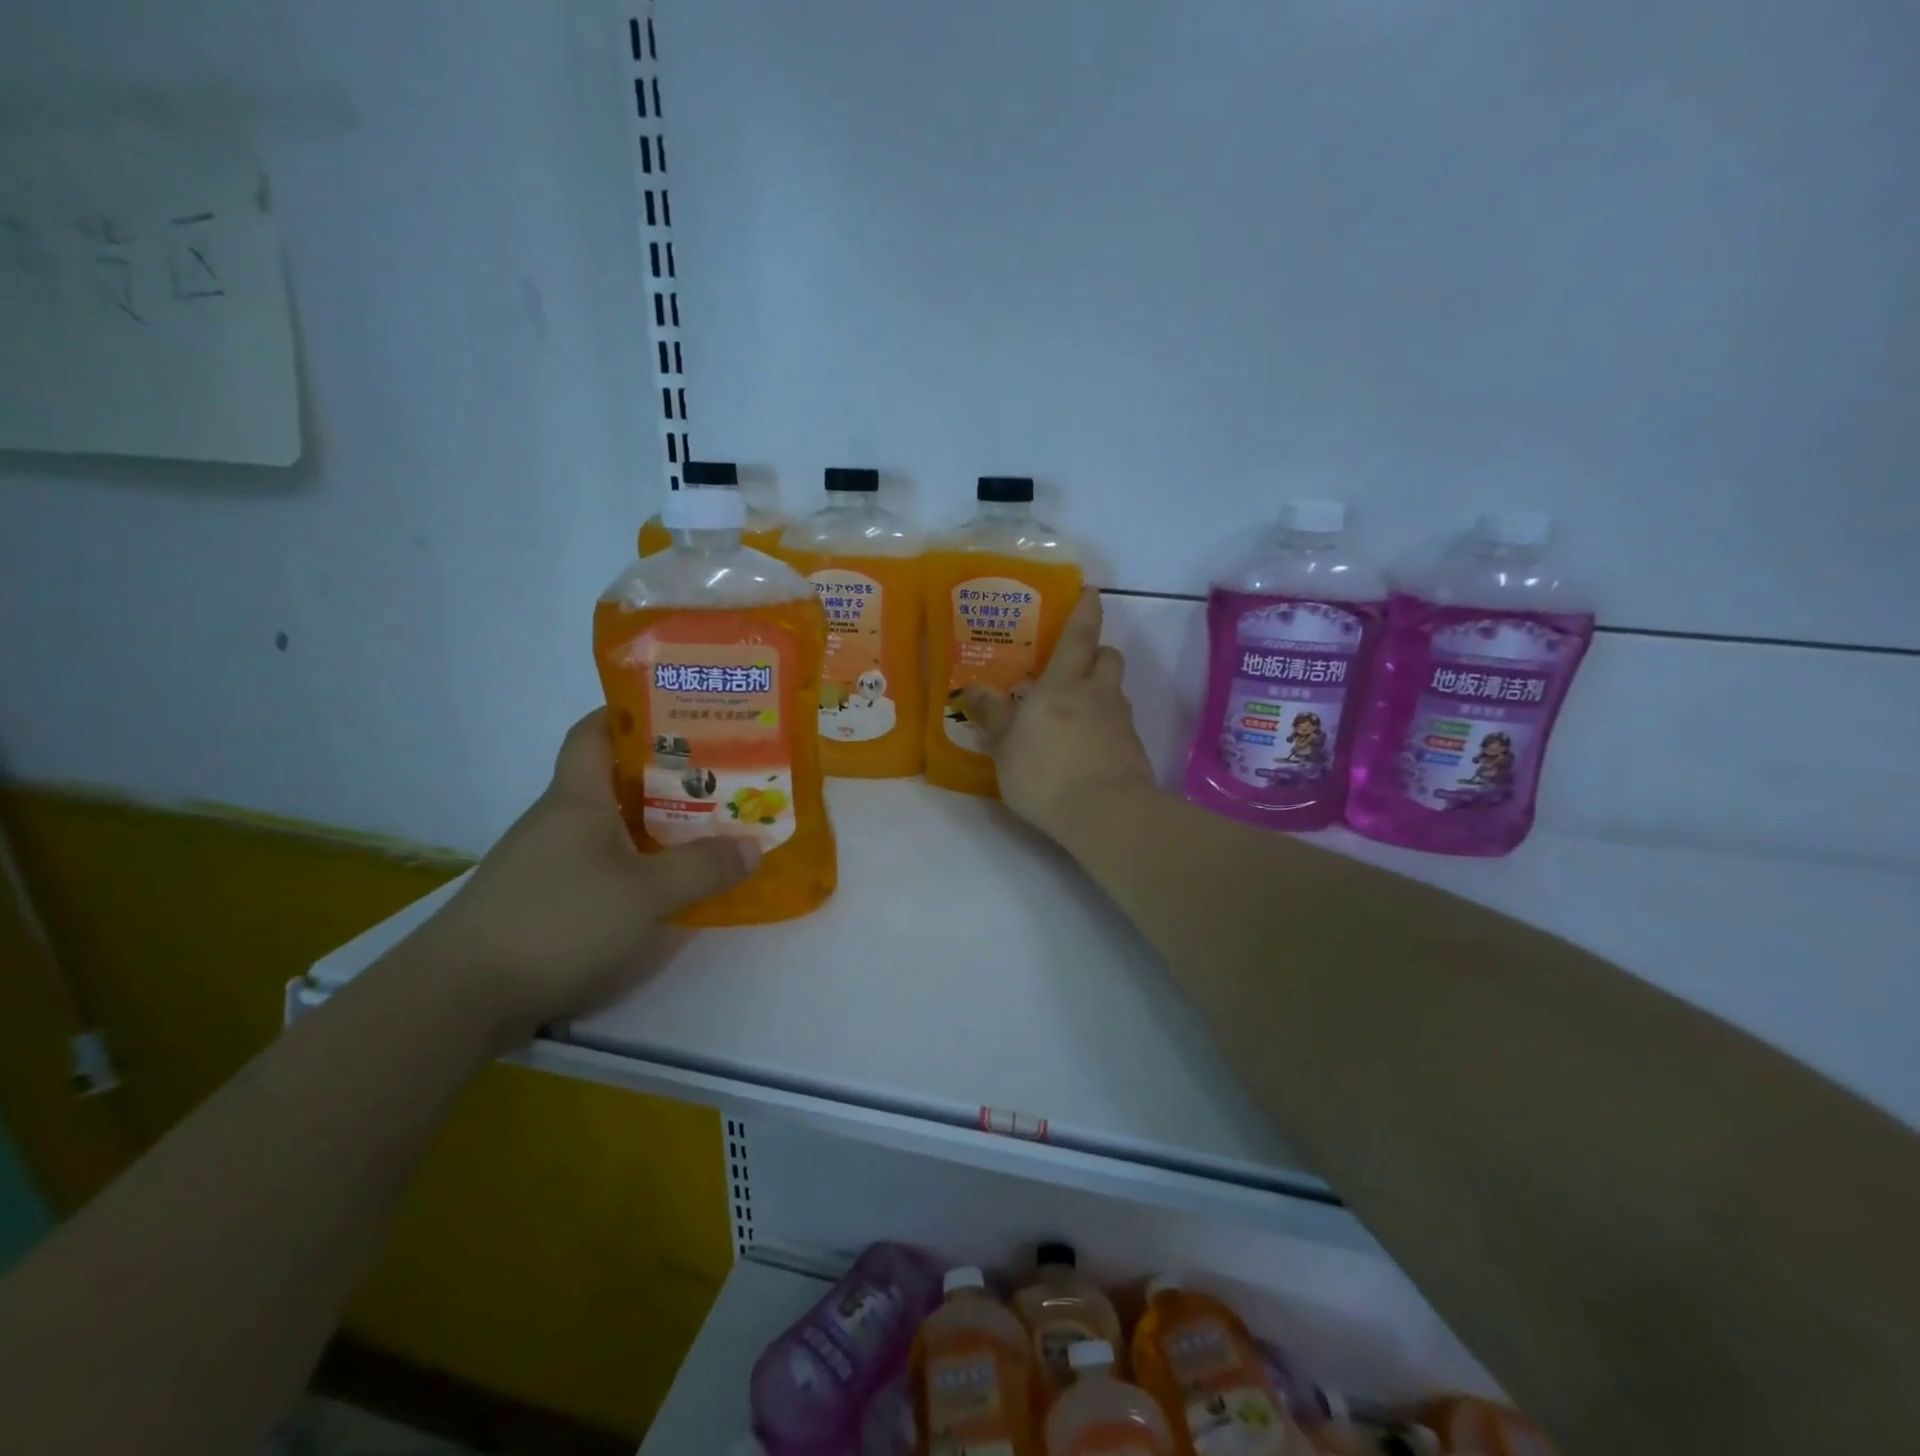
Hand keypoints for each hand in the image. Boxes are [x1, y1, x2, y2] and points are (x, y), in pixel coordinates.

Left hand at [408, 709, 757, 1044]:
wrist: (458, 998)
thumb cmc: (559, 922)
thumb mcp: (647, 894)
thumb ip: (704, 867)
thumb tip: (755, 846)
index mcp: (577, 799)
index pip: (594, 733)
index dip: (630, 714)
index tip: (678, 713)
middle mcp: (557, 821)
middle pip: (611, 781)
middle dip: (664, 775)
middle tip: (718, 776)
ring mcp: (544, 863)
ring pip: (607, 827)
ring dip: (651, 824)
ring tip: (703, 829)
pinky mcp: (539, 902)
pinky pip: (598, 865)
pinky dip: (633, 864)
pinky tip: (661, 885)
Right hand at [962, 588, 1156, 848]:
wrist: (1104, 813)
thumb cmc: (1045, 772)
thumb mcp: (1006, 747)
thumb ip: (993, 716)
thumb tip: (974, 688)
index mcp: (1064, 684)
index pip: (1080, 635)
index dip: (1085, 611)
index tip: (1090, 593)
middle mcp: (1098, 694)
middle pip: (1109, 656)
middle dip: (1097, 652)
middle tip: (1076, 665)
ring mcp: (1121, 722)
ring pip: (1116, 691)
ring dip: (1101, 691)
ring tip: (1077, 712)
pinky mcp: (1133, 750)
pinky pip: (1120, 725)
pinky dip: (1106, 726)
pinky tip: (1088, 749)